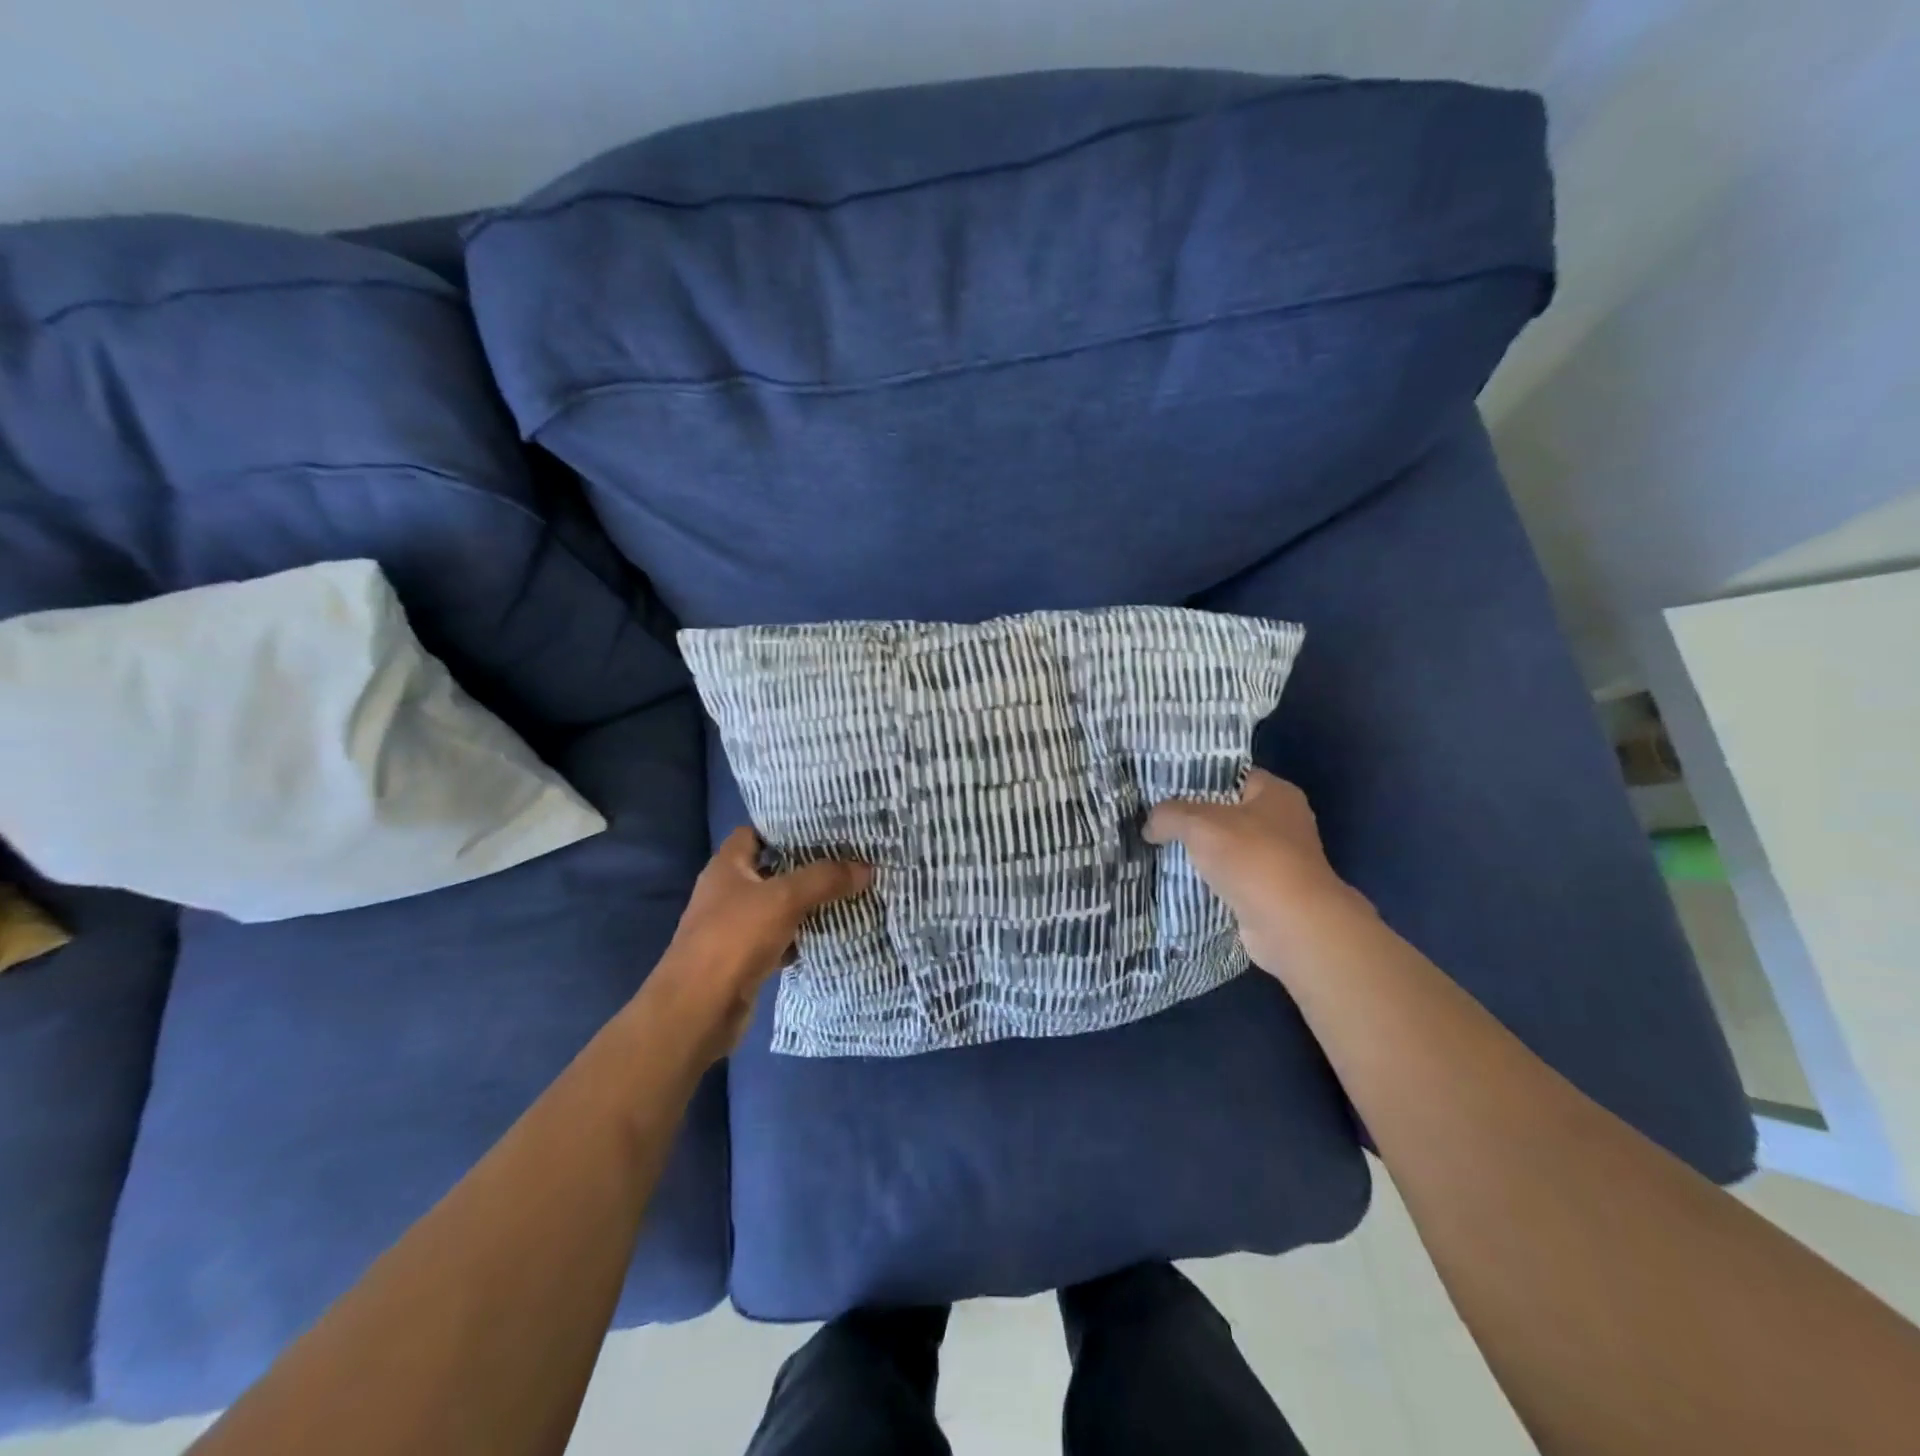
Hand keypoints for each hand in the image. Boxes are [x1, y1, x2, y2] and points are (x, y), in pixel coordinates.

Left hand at [649, 828, 871, 1061]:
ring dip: (808, 902)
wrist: (698, 1010)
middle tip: (848, 857)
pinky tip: (830, 933)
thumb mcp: (784, 899)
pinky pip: (780, 938)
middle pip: (771, 869)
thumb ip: (824, 879)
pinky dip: (801, 936)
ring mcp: (735, 927)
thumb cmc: (734, 939)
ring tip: (848, 889)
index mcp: (727, 866)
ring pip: (778, 906)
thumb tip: (866, 867)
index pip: (755, 832)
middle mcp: (728, 891)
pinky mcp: (745, 958)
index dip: (786, 827)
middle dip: (807, 866)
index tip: (824, 826)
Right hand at [1145, 769, 1369, 974]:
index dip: (1197, 778)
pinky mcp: (1269, 892)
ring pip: (1227, 847)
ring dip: (1199, 852)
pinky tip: (1178, 879)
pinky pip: (1230, 877)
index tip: (1163, 787)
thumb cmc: (1252, 859)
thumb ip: (1169, 815)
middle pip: (1227, 812)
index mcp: (1277, 794)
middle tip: (1156, 818)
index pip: (1231, 775)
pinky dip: (1208, 880)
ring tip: (1159, 848)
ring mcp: (1278, 860)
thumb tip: (1149, 826)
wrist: (1291, 925)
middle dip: (1193, 818)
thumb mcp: (1200, 824)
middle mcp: (1283, 822)